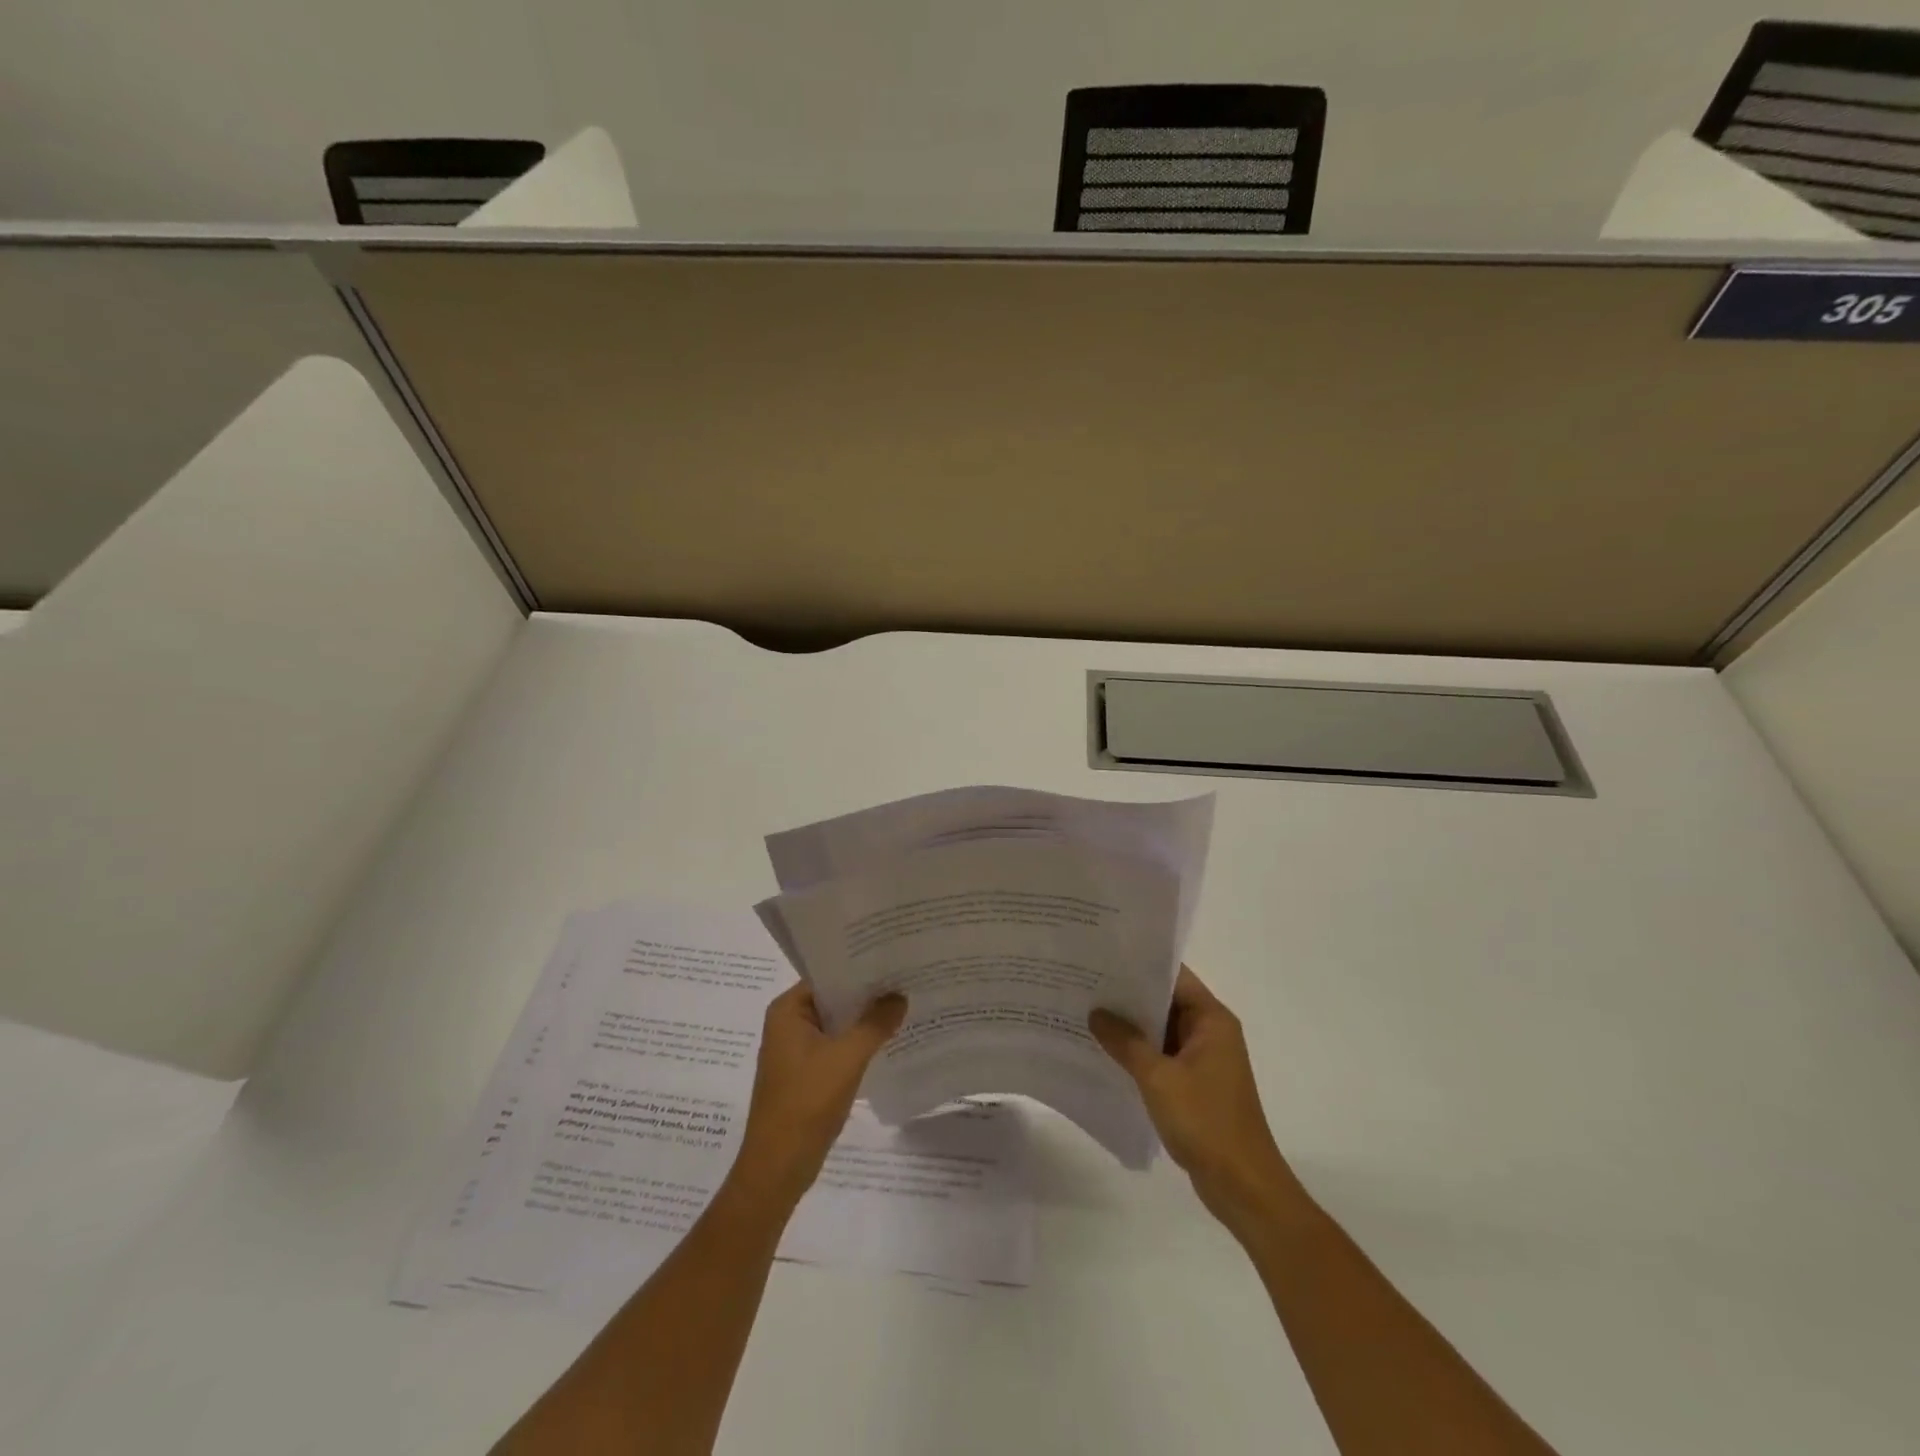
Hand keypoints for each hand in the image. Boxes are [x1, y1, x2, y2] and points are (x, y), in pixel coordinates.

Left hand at [729, 983, 906, 1209]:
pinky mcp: (807, 1074)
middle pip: (833, 998)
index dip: (860, 967)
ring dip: (865, 1020)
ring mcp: (796, 1051)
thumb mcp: (847, 1057)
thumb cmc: (806, 1102)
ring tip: (904, 1004)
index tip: (893, 959)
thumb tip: (899, 996)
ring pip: (837, 1024)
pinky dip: (859, 1043)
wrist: (778, 1168)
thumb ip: (875, 1023)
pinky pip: (837, 1047)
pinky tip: (889, 1040)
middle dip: (867, 994)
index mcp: (788, 1010)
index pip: (827, 975)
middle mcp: (788, 1024)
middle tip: (906, 978)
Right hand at [1090, 966, 1303, 1230]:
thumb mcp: (1158, 1078)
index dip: (1140, 964)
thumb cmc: (1206, 1122)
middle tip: (1084, 982)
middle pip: (1166, 1001)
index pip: (1174, 976)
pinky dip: (1138, 1053)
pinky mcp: (1195, 1085)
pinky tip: (1104, 1052)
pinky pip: (1162, 1056)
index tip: (1103, 956)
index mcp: (1211, 1020)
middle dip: (1128, 995)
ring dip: (1131, 1026)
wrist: (1243, 1187)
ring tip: (1086, 1012)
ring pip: (1161, 1030)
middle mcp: (1210, 1032)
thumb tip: (1096, 1013)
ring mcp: (1204, 1060)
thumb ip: (1126, 1042)